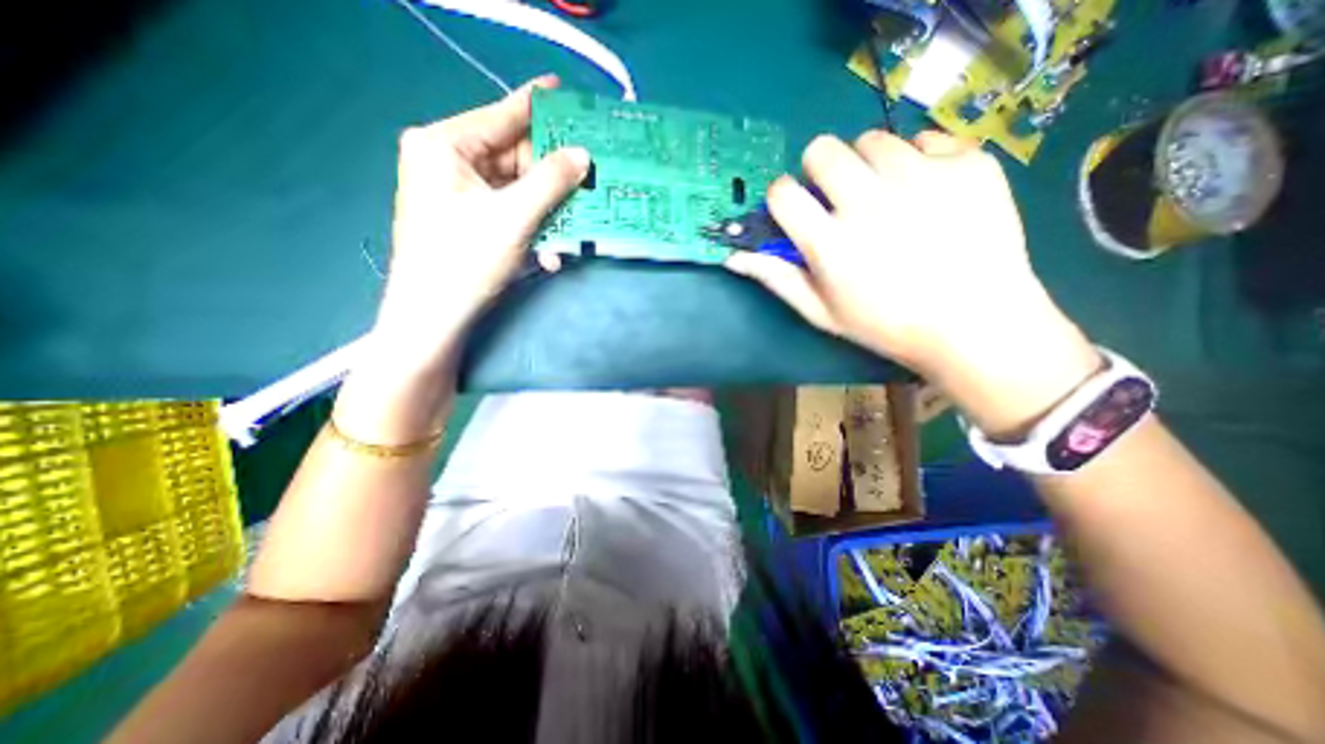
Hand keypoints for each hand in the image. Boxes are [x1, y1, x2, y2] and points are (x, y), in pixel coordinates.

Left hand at [366, 76, 582, 372]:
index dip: (536, 105)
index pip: (500, 116)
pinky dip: (531, 229)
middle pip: (513, 158)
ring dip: (546, 213)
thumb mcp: (514, 216)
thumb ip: (551, 181)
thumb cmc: (465, 260)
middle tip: (586, 179)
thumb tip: (582, 154)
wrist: (434, 316)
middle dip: (551, 178)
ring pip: (516, 190)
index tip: (564, 91)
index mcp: (444, 145)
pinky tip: (549, 252)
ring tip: (572, 228)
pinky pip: (508, 213)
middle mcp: (447, 162)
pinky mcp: (467, 220)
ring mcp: (457, 193)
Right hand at [728, 130, 1103, 434]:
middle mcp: (869, 202)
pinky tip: (929, 194)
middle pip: (822, 150)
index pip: (783, 192)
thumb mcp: (821, 311)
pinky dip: (919, 161)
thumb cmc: (885, 324)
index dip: (784, 197)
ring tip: (886, 195)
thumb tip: (734, 256)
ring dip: (868, 164)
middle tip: (839, 196)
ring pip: (873, 139)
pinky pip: (926, 139)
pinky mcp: (967, 162)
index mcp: (830, 242)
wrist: (974, 323)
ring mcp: (921, 177)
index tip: (797, 209)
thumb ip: (776, 278)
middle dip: (821, 170)